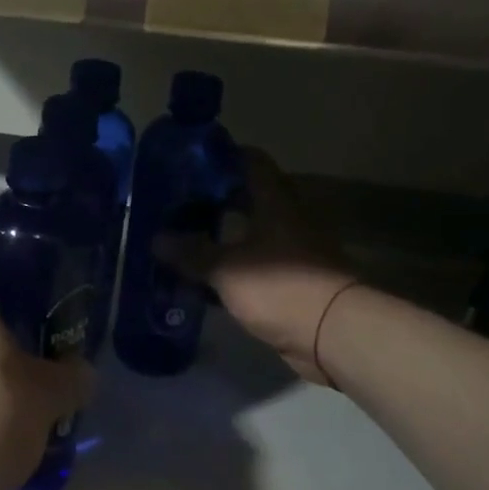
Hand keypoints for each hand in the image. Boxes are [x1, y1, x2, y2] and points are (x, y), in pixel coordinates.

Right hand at [163, 151, 357, 385]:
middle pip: (249, 199)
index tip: (192, 160)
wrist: (332, 333)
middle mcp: (286, 220)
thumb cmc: (280, 287)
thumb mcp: (227, 269)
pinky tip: (203, 277)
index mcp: (276, 203)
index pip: (252, 163)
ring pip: (249, 235)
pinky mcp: (290, 283)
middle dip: (215, 200)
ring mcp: (291, 252)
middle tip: (177, 204)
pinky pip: (253, 266)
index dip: (224, 156)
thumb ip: (192, 253)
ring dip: (221, 237)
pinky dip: (230, 268)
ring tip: (182, 239)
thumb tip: (156, 239)